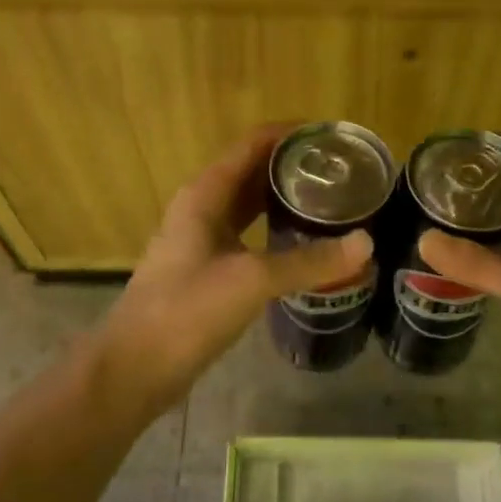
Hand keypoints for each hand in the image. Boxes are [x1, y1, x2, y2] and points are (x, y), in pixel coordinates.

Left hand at [99, 124, 372, 413]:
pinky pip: (247, 234)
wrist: (135, 367)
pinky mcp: (206, 267)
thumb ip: (309, 261)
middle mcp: (202, 206)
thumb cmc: (187, 310)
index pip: (253, 143)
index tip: (332, 137)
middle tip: (341, 172)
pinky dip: (274, 229)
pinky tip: (302, 241)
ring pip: (249, 204)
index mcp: (206, 193)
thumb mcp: (252, 280)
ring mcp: (201, 238)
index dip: (291, 134)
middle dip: (293, 166)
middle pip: (252, 170)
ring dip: (284, 197)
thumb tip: (366, 243)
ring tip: (330, 200)